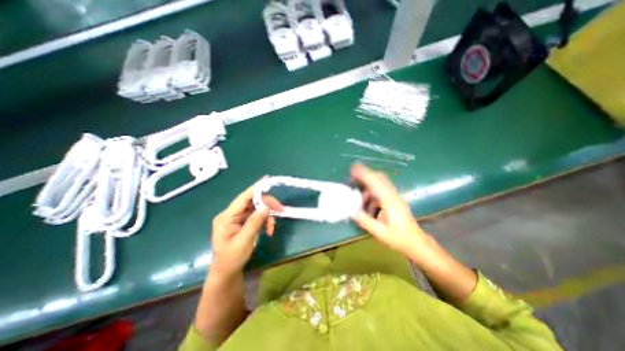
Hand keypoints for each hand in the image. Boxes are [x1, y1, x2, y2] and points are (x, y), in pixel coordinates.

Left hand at [210, 180, 283, 278]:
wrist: (227, 272)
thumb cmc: (232, 258)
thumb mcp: (244, 241)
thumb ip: (254, 222)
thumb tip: (265, 207)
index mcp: (226, 217)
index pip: (242, 198)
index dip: (255, 188)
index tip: (267, 180)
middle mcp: (231, 214)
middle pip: (252, 202)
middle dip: (267, 205)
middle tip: (280, 210)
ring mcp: (237, 218)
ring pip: (256, 209)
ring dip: (267, 216)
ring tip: (272, 229)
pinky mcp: (243, 222)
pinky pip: (256, 216)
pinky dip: (264, 221)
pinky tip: (268, 230)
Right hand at [351, 163, 429, 256]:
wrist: (416, 242)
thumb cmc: (398, 238)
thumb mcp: (379, 232)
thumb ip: (365, 220)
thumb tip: (351, 210)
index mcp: (389, 200)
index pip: (375, 182)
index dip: (363, 174)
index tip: (352, 169)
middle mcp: (392, 195)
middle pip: (379, 177)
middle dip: (365, 174)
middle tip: (352, 176)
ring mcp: (394, 196)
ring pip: (380, 183)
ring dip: (368, 186)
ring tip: (358, 197)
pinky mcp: (394, 200)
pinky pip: (381, 191)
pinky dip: (372, 193)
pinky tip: (368, 205)